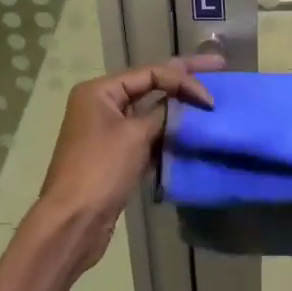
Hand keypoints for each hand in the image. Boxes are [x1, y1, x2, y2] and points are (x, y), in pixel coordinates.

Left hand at [32, 55, 223, 270]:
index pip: (149, 73)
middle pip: (150, 86)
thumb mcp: (135, 135)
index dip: (183, 80)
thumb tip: (185, 103)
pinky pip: (147, 137)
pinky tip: (193, 134)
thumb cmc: (100, 170)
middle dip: (183, 80)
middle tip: (218, 67)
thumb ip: (163, 113)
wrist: (73, 223)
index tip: (210, 98)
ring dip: (178, 110)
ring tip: (210, 102)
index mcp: (100, 91)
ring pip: (150, 113)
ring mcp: (108, 131)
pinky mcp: (116, 156)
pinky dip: (168, 134)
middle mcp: (102, 105)